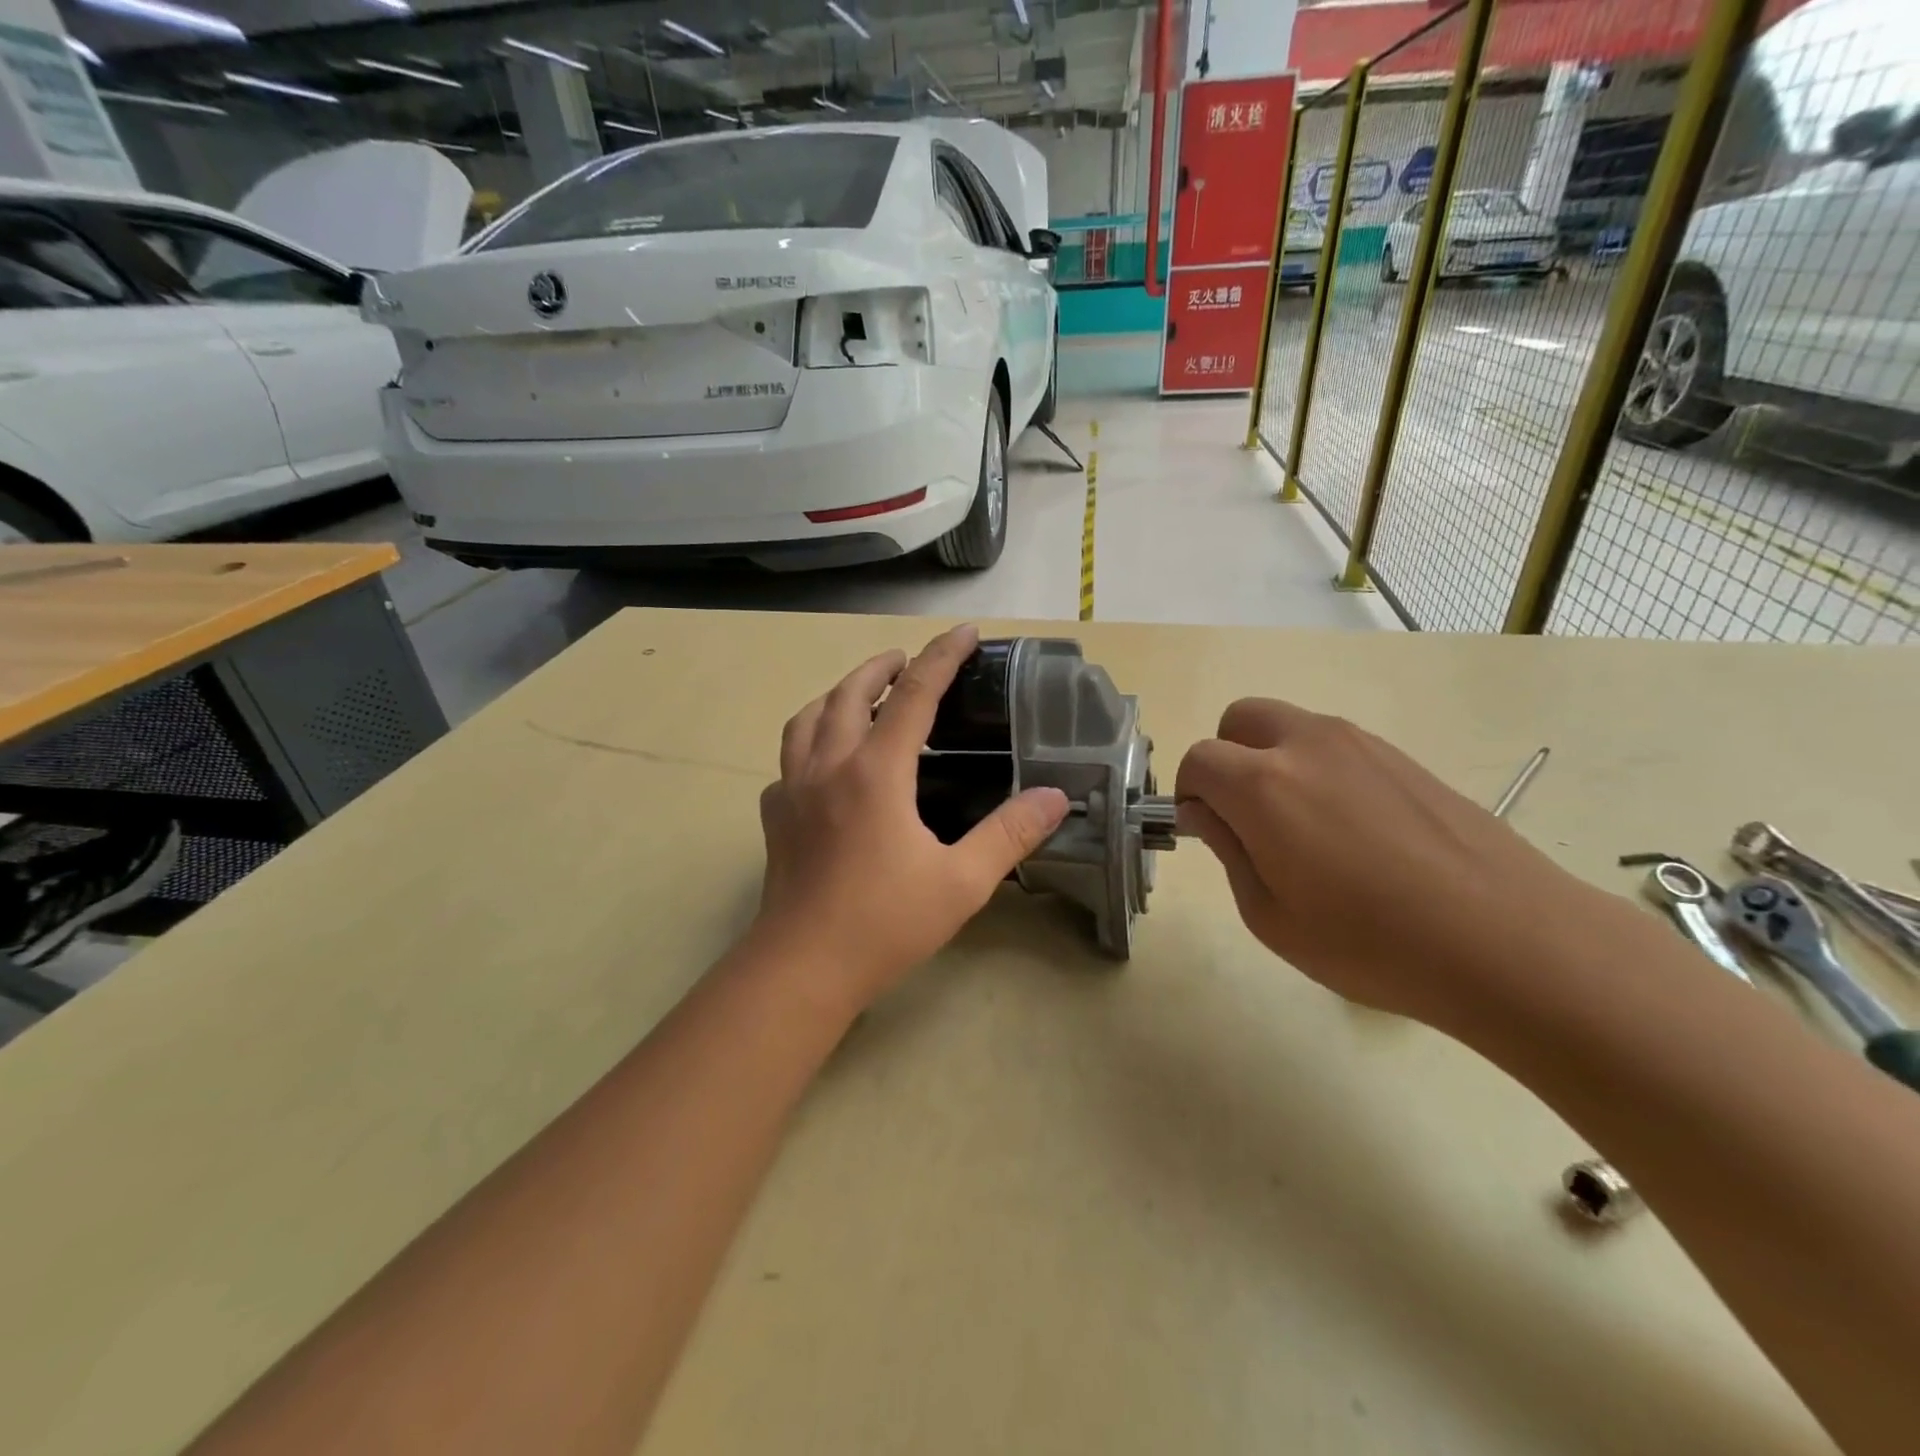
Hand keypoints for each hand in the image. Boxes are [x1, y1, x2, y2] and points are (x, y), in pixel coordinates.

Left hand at [752, 626, 1069, 1014]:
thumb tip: (1057, 797)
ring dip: (836, 694)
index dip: (942, 657)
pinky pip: (789, 760)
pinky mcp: (776, 816)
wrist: (803, 968)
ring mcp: (794, 789)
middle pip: (850, 693)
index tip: (964, 633)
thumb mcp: (962, 881)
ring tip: (858, 695)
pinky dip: (808, 742)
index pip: (914, 695)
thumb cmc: (884, 923)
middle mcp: (829, 766)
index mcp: (876, 772)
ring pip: (808, 718)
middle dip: (881, 667)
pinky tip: (823, 764)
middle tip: (906, 660)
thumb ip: (1010, 834)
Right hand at [1175, 699, 1599, 1027]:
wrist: (1508, 941)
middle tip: (1246, 816)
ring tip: (1306, 829)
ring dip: (1273, 760)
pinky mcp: (1402, 756)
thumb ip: (1227, 851)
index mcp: (1263, 784)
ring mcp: (1361, 744)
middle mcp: (1307, 744)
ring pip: (1290, 726)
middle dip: (1226, 758)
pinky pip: (1336, 745)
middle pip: (1239, 719)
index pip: (1198, 759)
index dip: (1190, 794)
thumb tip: (1206, 813)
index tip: (1207, 832)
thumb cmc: (1372, 943)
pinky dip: (1320, 768)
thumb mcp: (1271, 917)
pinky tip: (1354, 831)